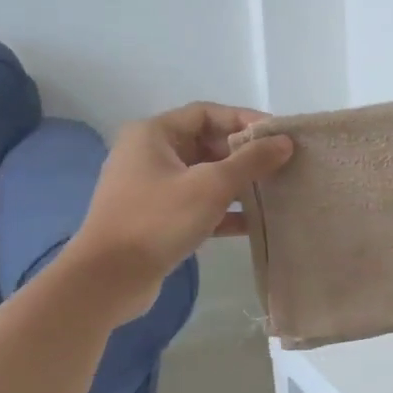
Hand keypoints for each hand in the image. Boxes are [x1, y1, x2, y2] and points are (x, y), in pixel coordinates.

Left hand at [66, 102, 293, 320]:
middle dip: (243, 155)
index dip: (244, 120)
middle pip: (205, 144)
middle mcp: (149, 154)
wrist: (109, 278)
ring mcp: (150, 188)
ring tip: (274, 193)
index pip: (207, 113)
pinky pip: (195, 205)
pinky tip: (253, 224)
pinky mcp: (156, 219)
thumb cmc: (157, 220)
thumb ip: (250, 162)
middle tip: (281, 166)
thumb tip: (284, 142)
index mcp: (154, 134)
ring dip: (236, 185)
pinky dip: (222, 212)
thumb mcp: (210, 186)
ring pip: (202, 177)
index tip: (278, 136)